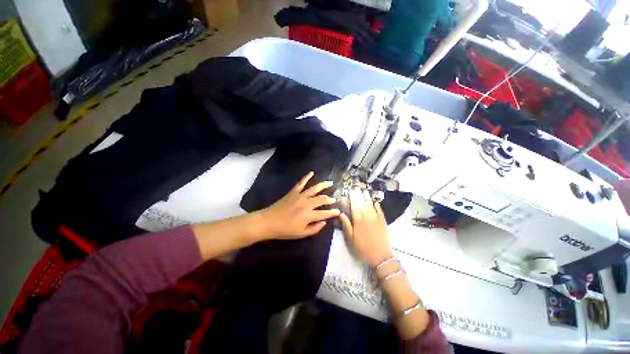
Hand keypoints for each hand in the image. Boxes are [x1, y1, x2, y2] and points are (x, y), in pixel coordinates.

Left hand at [258, 172, 339, 239]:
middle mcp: (306, 204)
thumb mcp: (301, 234)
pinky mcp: (293, 192)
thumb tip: (324, 222)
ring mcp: (300, 196)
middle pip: (322, 199)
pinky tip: (311, 173)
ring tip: (330, 183)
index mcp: (308, 215)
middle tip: (334, 199)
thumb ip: (315, 229)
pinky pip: (301, 183)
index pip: (325, 213)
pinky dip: (306, 177)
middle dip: (330, 199)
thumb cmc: (285, 230)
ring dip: (323, 185)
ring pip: (314, 188)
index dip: (333, 212)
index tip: (338, 211)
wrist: (268, 222)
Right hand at [339, 188, 392, 266]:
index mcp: (358, 221)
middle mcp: (367, 217)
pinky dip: (378, 206)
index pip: (354, 206)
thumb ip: (346, 225)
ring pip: (371, 205)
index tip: (350, 190)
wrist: (380, 257)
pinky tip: (375, 201)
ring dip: (367, 197)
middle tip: (357, 186)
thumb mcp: (350, 239)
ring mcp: (376, 219)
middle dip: (359, 195)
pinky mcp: (383, 222)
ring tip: (365, 190)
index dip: (352, 198)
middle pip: (362, 204)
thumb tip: (341, 213)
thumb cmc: (362, 249)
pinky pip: (380, 211)